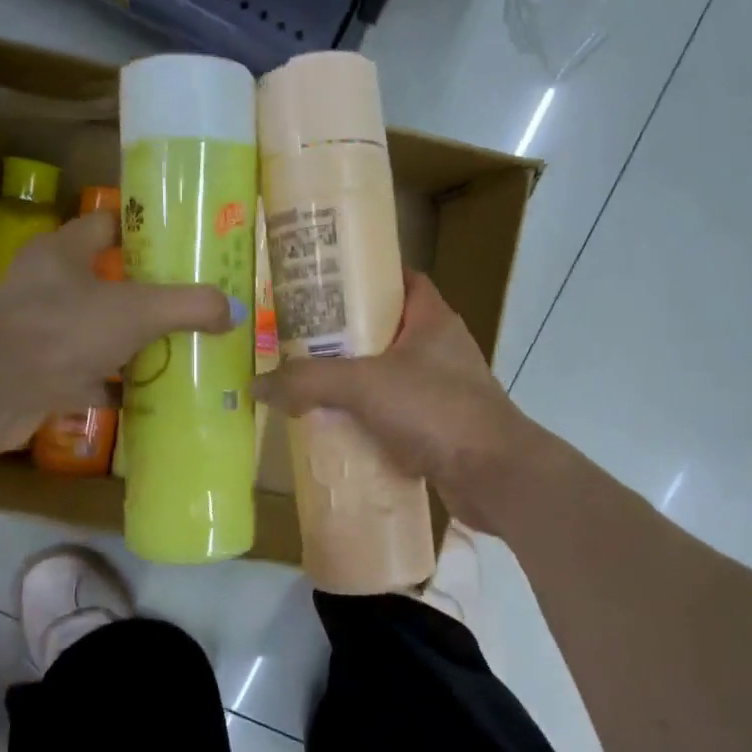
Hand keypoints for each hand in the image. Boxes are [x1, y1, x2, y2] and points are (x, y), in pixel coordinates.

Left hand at [0, 211, 233, 450]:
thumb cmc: (61, 331)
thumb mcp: (136, 311)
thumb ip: (188, 305)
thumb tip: (234, 309)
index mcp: (63, 253)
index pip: (107, 225)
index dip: (144, 230)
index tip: (183, 245)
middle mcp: (49, 287)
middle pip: (109, 282)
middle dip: (150, 295)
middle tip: (195, 304)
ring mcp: (43, 333)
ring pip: (100, 332)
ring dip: (136, 343)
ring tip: (184, 349)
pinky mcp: (42, 374)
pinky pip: (91, 376)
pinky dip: (118, 386)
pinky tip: (151, 396)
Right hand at [255, 272, 553, 533]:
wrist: (495, 476)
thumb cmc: (436, 410)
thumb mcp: (365, 386)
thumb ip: (309, 381)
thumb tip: (256, 384)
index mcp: (432, 319)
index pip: (400, 279)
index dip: (365, 275)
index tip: (323, 283)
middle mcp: (441, 349)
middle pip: (386, 329)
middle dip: (345, 335)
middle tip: (299, 338)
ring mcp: (443, 390)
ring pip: (388, 376)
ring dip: (354, 382)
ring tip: (308, 384)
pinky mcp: (440, 427)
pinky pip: (395, 415)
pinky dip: (368, 420)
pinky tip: (336, 429)